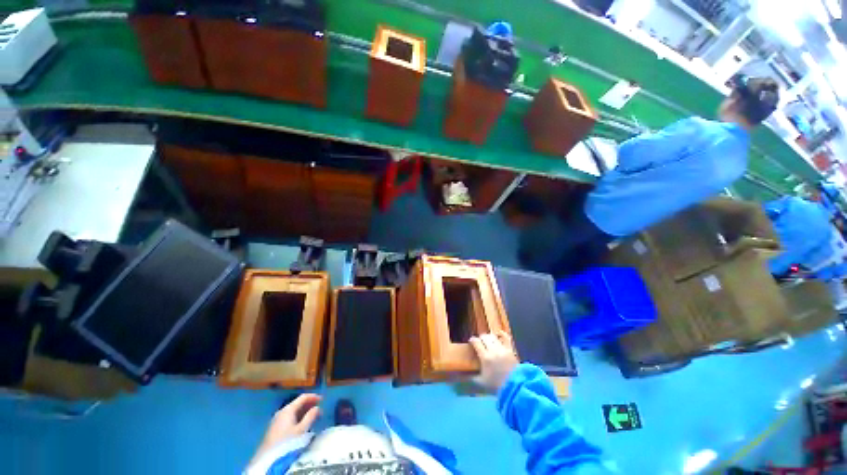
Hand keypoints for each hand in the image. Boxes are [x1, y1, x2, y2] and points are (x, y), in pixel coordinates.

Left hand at [254, 394, 320, 459]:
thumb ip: (310, 417)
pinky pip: (289, 416)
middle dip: (309, 405)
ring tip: (312, 417)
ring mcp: (277, 419)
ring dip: (304, 412)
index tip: (322, 399)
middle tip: (319, 410)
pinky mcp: (275, 426)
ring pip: (293, 411)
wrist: (268, 456)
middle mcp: (282, 411)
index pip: (303, 397)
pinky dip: (297, 417)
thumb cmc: (286, 441)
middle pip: (297, 403)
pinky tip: (301, 423)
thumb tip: (317, 407)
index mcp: (288, 409)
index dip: (313, 397)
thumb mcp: (301, 430)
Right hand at [469, 332, 518, 392]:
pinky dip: (501, 334)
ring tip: (488, 341)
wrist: (514, 387)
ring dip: (489, 337)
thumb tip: (462, 375)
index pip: (476, 342)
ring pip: (493, 336)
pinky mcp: (510, 349)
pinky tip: (498, 333)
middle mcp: (493, 350)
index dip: (472, 340)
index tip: (471, 342)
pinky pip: (505, 337)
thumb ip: (471, 377)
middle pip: (484, 337)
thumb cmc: (496, 385)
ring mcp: (502, 349)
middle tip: (479, 343)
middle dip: (480, 338)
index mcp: (485, 357)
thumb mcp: (481, 382)